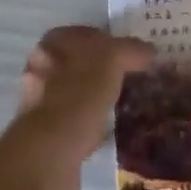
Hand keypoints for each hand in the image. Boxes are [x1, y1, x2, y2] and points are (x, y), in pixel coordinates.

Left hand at [0, 25, 152, 189]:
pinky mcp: (47, 137)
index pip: (86, 34)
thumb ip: (130, 50)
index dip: (111, 40)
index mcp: (52, 45)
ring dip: (98, 99)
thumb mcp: (112, 60)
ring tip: (127, 105)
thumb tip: (149, 50)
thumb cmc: (78, 95)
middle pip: (80, 64)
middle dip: (105, 71)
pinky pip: (76, 123)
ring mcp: (41, 105)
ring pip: (78, 94)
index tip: (134, 55)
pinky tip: (113, 132)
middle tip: (134, 79)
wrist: (49, 155)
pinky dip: (93, 125)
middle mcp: (41, 70)